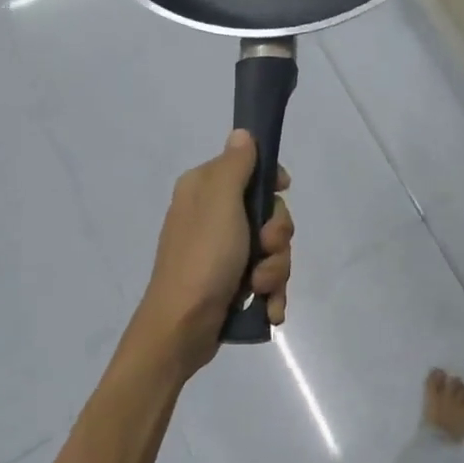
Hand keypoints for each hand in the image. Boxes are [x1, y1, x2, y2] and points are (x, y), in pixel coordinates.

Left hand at [131, 129, 294, 379]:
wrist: (181, 329)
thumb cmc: (202, 258)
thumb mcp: (220, 202)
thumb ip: (235, 165)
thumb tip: (242, 133)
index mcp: (205, 190)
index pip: (250, 168)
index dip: (271, 182)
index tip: (282, 190)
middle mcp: (213, 217)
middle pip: (269, 213)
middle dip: (277, 236)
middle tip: (264, 250)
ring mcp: (223, 253)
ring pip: (273, 249)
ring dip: (274, 269)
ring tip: (258, 287)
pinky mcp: (231, 283)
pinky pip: (267, 278)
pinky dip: (270, 293)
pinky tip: (268, 307)